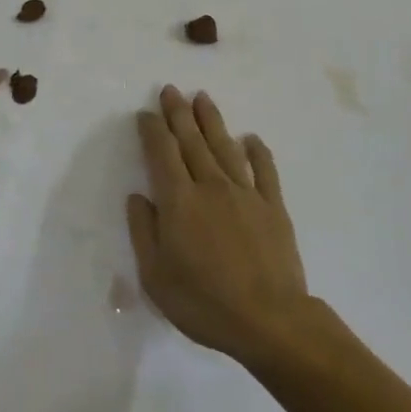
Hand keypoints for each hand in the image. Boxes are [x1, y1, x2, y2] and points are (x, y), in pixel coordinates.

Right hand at [126, 85, 312, 368]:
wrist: (269, 321)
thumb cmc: (204, 303)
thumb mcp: (156, 277)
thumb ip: (143, 232)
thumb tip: (137, 196)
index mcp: (179, 201)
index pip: (162, 154)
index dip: (152, 130)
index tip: (146, 113)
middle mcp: (210, 186)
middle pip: (191, 141)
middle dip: (178, 113)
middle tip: (170, 89)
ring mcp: (245, 193)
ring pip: (225, 147)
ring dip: (212, 120)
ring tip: (202, 98)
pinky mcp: (273, 206)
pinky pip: (264, 170)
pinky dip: (257, 151)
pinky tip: (251, 138)